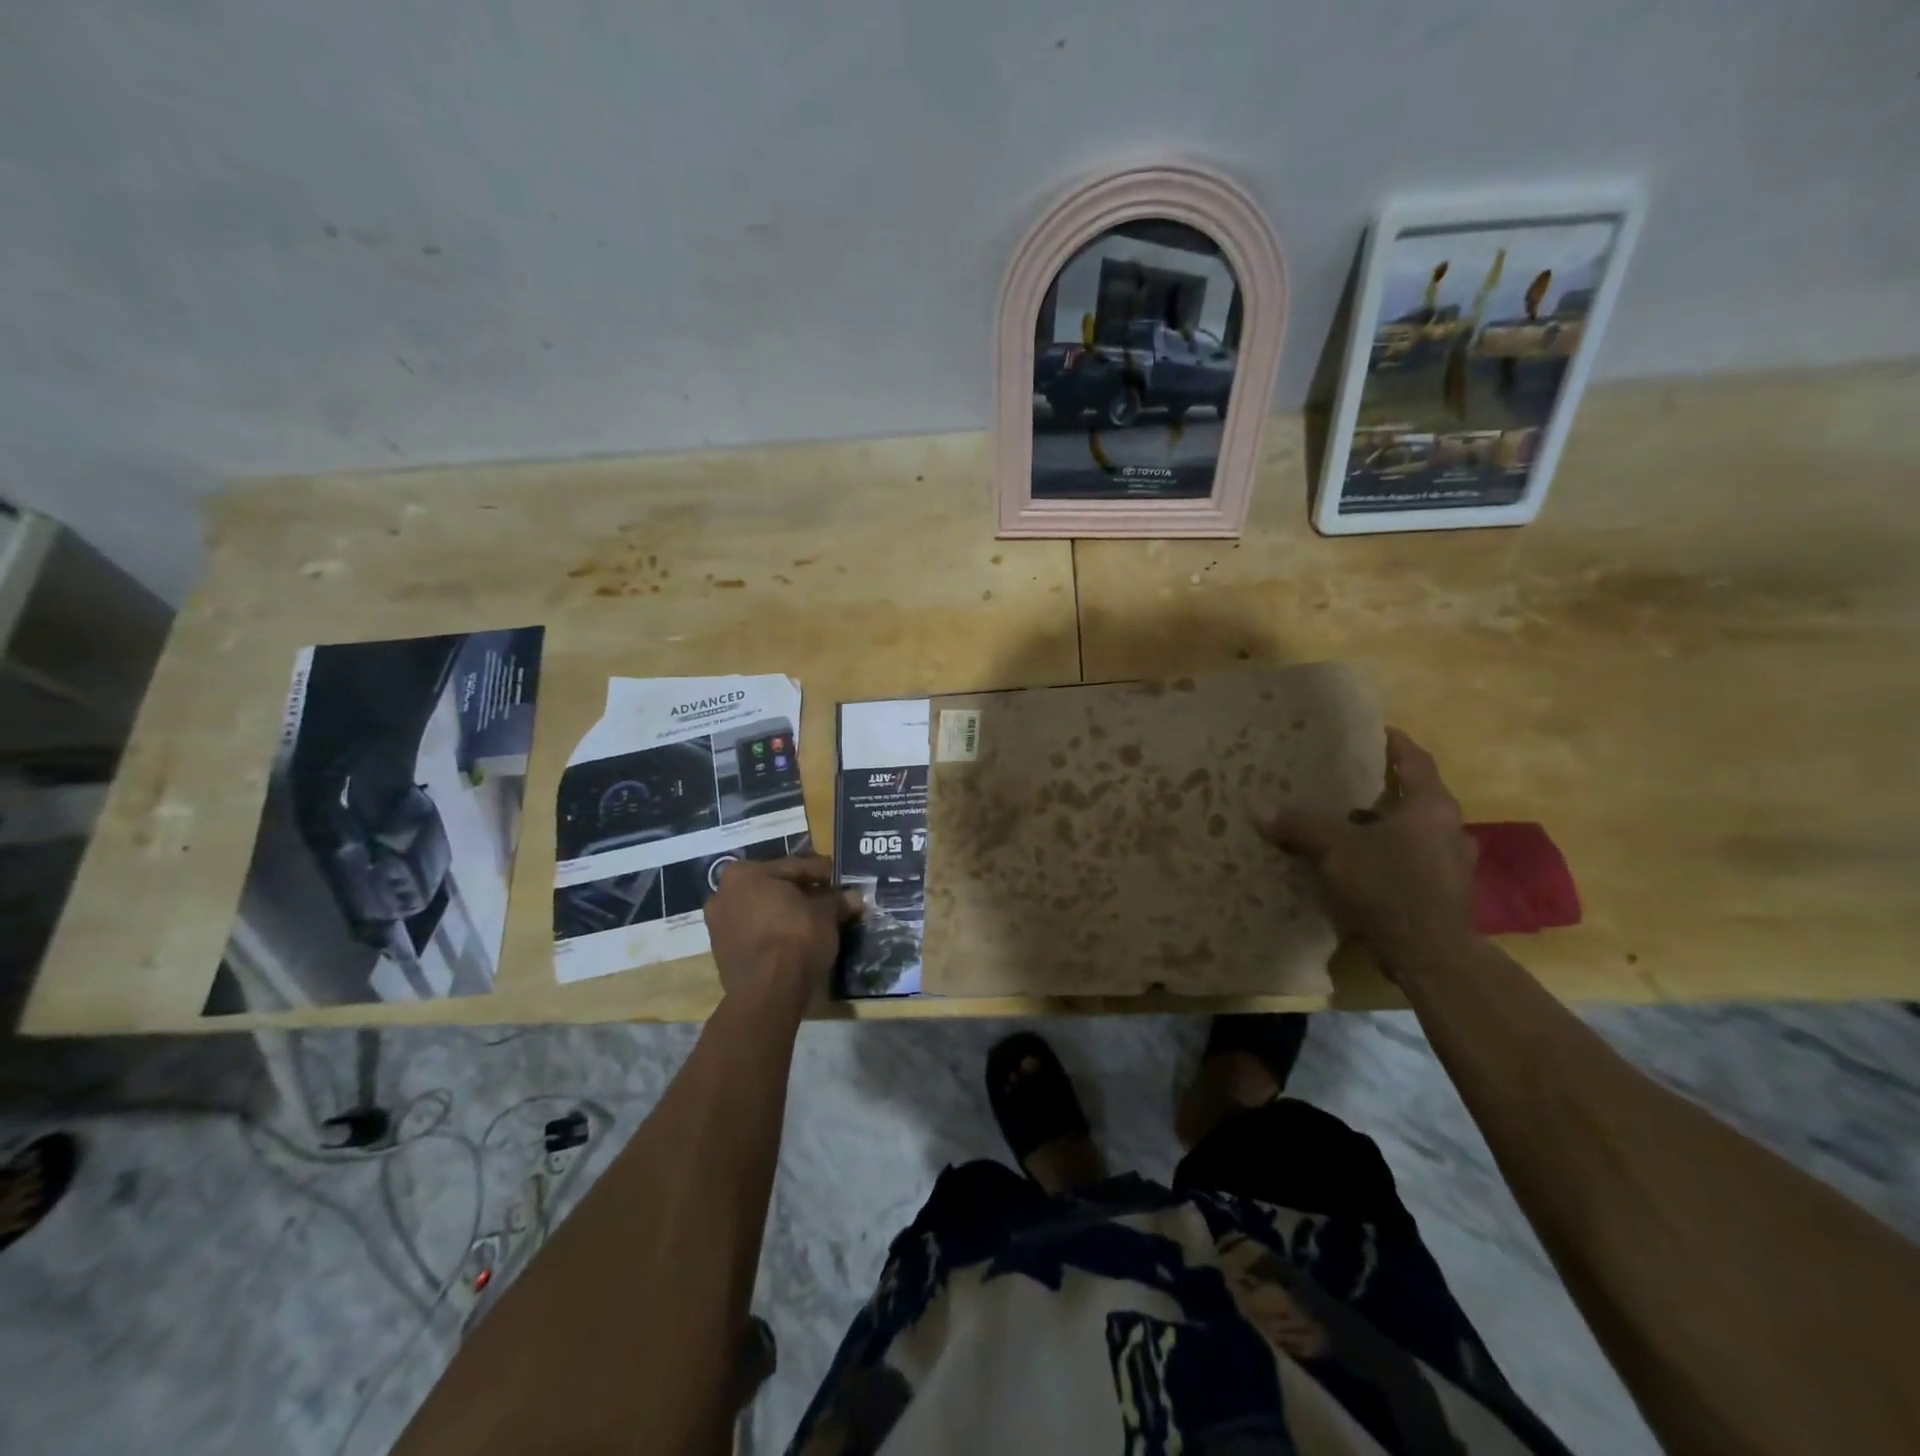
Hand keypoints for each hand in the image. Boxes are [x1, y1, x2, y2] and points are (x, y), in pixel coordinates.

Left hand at [703, 855, 861, 1010]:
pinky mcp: (722, 953)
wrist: (769, 992)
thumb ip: (836, 900)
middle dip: (799, 893)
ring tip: (812, 921)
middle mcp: (723, 893)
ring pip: (761, 911)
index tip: (837, 878)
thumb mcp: (826, 913)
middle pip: (772, 888)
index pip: (793, 866)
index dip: (819, 872)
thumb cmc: (796, 937)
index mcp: (745, 873)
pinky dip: (773, 932)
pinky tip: (794, 939)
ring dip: (785, 913)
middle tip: (826, 899)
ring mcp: (718, 925)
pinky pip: (754, 933)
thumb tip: (853, 897)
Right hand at [1257, 728, 1476, 970]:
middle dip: (1381, 790)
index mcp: (1431, 807)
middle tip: (1346, 781)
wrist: (1430, 954)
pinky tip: (1354, 867)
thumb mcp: (1336, 847)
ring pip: (1412, 835)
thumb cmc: (1389, 884)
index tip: (1375, 731)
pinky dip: (1384, 859)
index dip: (1395, 744)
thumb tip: (1260, 810)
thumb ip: (1300, 825)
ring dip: (1381, 828)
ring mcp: (1449, 866)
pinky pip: (1408, 864)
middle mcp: (1449, 830)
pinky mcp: (1441, 896)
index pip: (1415, 761)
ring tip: (1344, 825)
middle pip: (1414, 799)